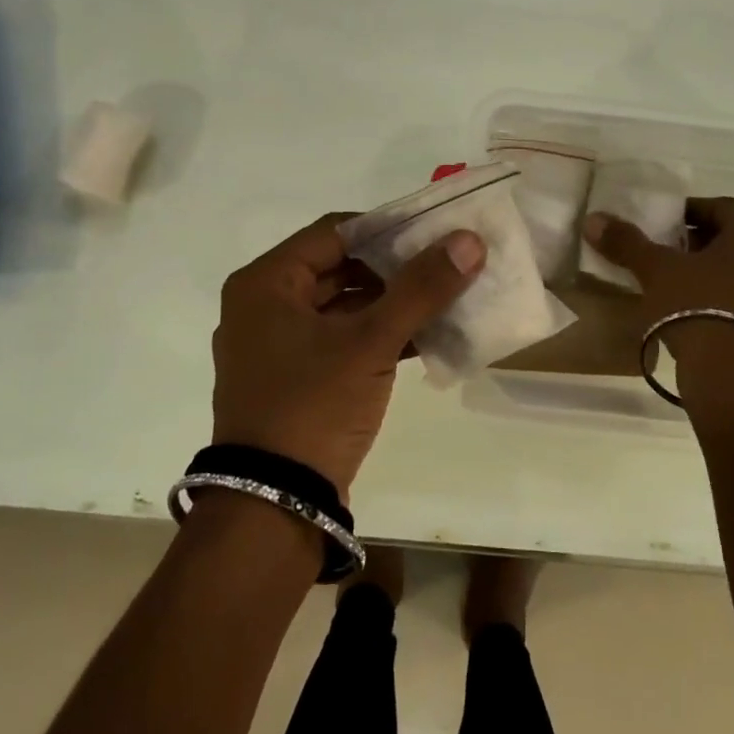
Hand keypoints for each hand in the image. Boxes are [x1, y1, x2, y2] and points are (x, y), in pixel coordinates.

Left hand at [212, 214, 485, 495]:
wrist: (274, 504)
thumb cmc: (314, 406)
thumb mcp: (371, 342)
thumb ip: (421, 288)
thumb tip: (469, 240)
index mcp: (266, 283)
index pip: (334, 232)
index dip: (388, 228)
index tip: (435, 232)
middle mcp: (264, 306)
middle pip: (340, 268)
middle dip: (396, 269)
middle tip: (447, 263)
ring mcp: (278, 346)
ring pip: (345, 306)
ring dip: (393, 303)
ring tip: (446, 297)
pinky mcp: (296, 378)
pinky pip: (342, 340)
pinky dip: (379, 336)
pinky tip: (426, 337)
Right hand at [583, 196, 733, 363]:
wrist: (729, 374)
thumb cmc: (696, 305)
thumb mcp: (656, 270)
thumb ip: (627, 242)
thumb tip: (593, 220)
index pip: (717, 207)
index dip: (685, 214)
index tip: (660, 227)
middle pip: (733, 237)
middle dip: (699, 242)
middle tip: (666, 253)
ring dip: (714, 269)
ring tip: (679, 282)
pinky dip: (728, 294)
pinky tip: (699, 308)